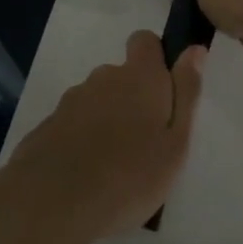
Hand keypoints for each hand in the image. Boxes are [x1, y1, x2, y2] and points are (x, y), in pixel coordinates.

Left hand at [3, 31, 204, 241]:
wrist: (54, 202)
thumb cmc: (130, 175)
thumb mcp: (176, 140)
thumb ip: (186, 92)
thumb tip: (195, 49)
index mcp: (139, 77)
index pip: (145, 41)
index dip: (155, 57)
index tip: (163, 90)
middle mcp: (103, 78)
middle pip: (121, 75)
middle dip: (132, 98)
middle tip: (143, 142)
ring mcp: (71, 101)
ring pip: (96, 101)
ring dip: (106, 120)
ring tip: (113, 165)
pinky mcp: (47, 126)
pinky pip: (72, 125)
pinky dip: (81, 140)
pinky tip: (85, 174)